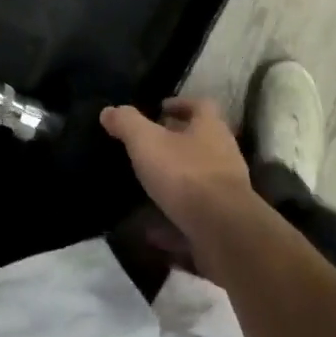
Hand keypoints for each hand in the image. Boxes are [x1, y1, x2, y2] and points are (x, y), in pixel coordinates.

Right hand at [101, 98, 257, 238]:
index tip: (160, 109)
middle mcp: (224, 154)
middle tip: (149, 147)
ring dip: (176, 183)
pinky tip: (150, 232)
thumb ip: (128, 124)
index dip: (180, 104)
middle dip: (177, 144)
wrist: (223, 232)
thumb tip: (109, 111)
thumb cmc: (186, 175)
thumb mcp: (148, 143)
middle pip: (201, 142)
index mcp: (210, 127)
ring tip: (146, 188)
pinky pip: (193, 217)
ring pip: (198, 180)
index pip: (200, 105)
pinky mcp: (222, 223)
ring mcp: (226, 190)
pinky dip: (173, 222)